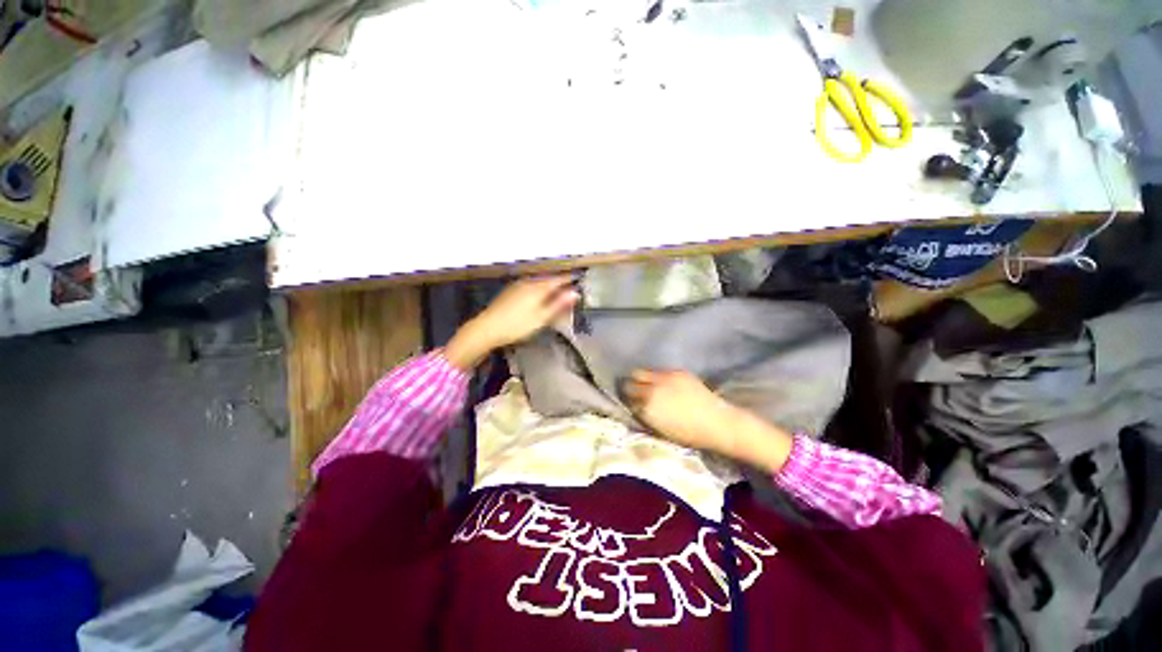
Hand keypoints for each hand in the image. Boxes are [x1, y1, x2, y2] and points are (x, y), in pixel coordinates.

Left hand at [446, 276, 578, 370]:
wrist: (486, 328)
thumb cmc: (518, 325)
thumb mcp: (542, 317)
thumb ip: (559, 304)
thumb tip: (575, 293)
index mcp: (539, 287)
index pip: (559, 279)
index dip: (570, 279)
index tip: (580, 279)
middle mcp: (529, 281)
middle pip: (548, 279)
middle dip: (560, 283)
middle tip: (570, 288)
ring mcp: (518, 285)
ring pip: (538, 282)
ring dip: (549, 286)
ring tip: (556, 293)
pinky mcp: (510, 291)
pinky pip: (530, 285)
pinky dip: (538, 289)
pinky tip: (538, 297)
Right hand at [624, 370, 735, 454]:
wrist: (717, 423)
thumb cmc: (688, 433)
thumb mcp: (660, 429)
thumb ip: (645, 415)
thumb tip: (635, 405)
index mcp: (647, 408)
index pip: (627, 399)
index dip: (628, 400)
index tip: (629, 401)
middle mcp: (652, 390)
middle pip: (629, 382)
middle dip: (629, 386)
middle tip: (633, 390)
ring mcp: (664, 378)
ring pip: (640, 371)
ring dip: (640, 378)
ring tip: (645, 383)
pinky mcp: (676, 371)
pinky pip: (658, 370)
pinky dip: (656, 376)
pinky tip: (662, 382)